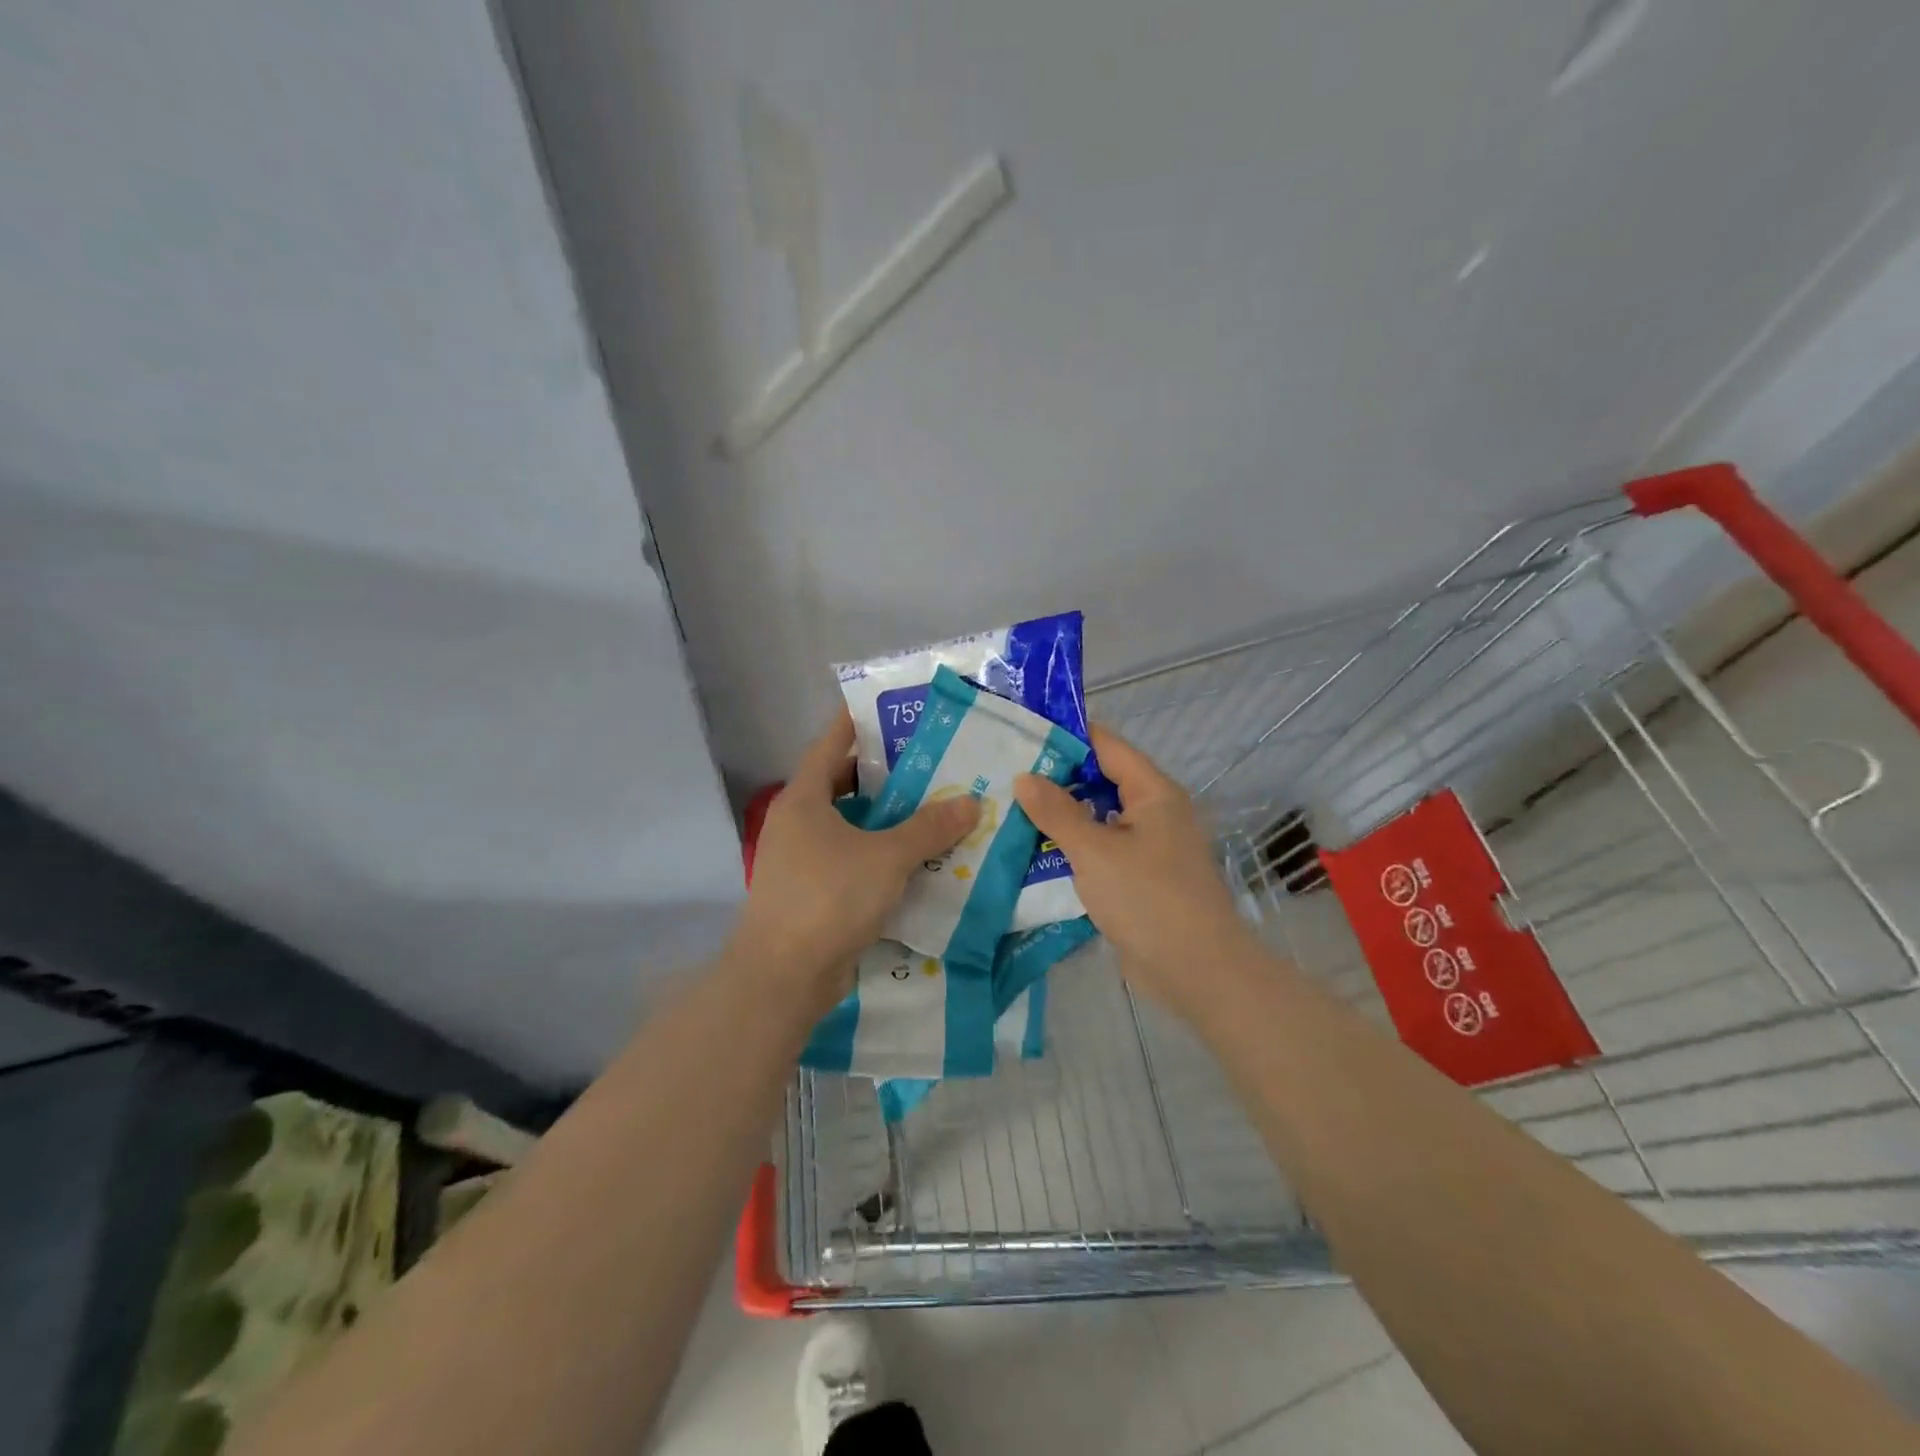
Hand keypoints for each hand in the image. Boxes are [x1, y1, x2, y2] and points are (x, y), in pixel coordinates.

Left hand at [733, 711, 979, 999]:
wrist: (783, 976)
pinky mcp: (809, 892)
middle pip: (840, 785)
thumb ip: (929, 828)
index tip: (889, 709)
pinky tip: (912, 859)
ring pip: (846, 825)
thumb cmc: (830, 897)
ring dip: (882, 818)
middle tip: (926, 762)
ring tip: (929, 808)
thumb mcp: (887, 857)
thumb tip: (970, 802)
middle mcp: (796, 823)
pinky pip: (848, 859)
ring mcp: (799, 860)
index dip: (856, 723)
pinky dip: (876, 853)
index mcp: (803, 799)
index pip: (830, 745)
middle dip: (881, 774)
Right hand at [1014, 725, 1257, 1015]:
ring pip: (1096, 819)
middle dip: (1055, 778)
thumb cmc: (1148, 898)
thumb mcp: (1095, 851)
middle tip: (1003, 773)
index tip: (1022, 731)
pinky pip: (1099, 851)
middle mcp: (1152, 812)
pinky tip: (1033, 851)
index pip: (1106, 745)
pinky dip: (1071, 848)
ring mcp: (1146, 847)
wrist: (1196, 971)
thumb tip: (1024, 777)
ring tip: (1008, 808)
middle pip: (1099, 781)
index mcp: (1152, 792)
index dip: (1066, 735)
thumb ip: (1057, 812)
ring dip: (1060, 816)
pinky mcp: (1137, 879)